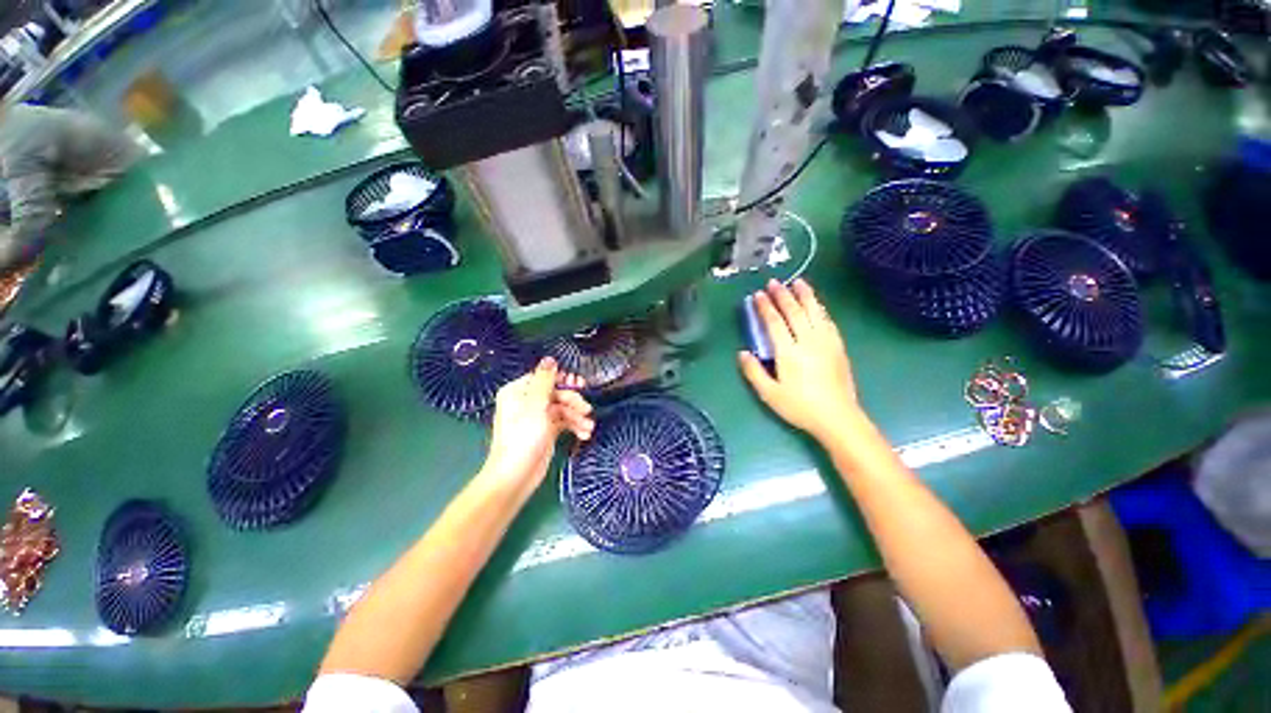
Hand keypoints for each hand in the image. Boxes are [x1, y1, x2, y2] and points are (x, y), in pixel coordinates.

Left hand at [482, 357, 594, 492]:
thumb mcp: (535, 406)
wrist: (516, 476)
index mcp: (518, 392)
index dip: (564, 380)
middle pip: (557, 393)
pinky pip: (564, 422)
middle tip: (586, 409)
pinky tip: (584, 433)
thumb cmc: (522, 439)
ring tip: (588, 427)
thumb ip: (545, 381)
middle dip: (573, 401)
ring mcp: (537, 418)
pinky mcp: (546, 432)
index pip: (545, 378)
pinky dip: (574, 426)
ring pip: (563, 408)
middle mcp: (527, 402)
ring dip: (577, 416)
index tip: (580, 384)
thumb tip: (550, 359)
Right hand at [738, 280, 863, 443]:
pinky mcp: (838, 346)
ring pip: (814, 312)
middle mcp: (808, 341)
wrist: (838, 417)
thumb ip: (753, 372)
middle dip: (783, 295)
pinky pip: (828, 321)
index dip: (765, 307)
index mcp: (789, 352)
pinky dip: (820, 309)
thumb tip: (742, 352)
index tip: (757, 295)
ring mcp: (826, 342)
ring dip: (805, 295)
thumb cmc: (800, 407)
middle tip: (774, 282)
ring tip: (798, 282)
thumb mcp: (769, 394)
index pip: (775, 322)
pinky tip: (817, 304)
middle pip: (795, 312)